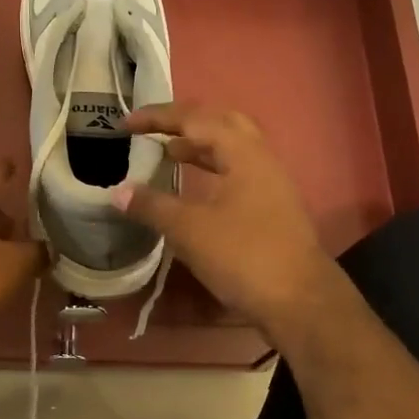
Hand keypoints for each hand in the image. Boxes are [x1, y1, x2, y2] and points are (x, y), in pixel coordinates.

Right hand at [113, 103, 341, 339]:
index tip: (126, 124)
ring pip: (232, 150)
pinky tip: (195, 189)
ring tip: (168, 153)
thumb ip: (152, 206)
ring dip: (199, 147)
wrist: (300, 301)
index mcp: (243, 153)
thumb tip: (118, 192)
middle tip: (154, 130)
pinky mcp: (273, 207)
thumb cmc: (244, 256)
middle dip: (185, 123)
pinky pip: (237, 172)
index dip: (158, 117)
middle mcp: (261, 160)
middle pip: (221, 124)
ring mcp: (271, 184)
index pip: (196, 119)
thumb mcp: (190, 230)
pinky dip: (211, 169)